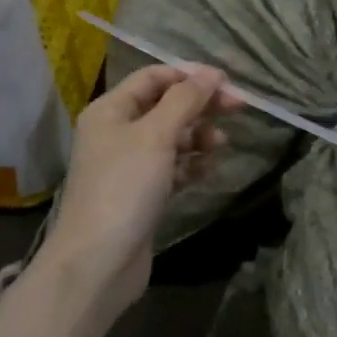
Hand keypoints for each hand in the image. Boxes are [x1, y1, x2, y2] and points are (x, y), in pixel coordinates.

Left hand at [41, 64, 240, 314]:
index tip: (227, 83)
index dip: (190, 76)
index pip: (153, 78)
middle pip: (166, 107)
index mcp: (111, 110)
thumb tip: (212, 74)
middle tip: (238, 109)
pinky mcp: (142, 194)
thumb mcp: (156, 135)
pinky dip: (191, 165)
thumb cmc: (124, 188)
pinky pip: (172, 168)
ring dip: (198, 138)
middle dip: (200, 106)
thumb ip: (186, 100)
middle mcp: (117, 132)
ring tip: (220, 147)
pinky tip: (207, 171)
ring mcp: (129, 165)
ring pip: (172, 139)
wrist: (98, 263)